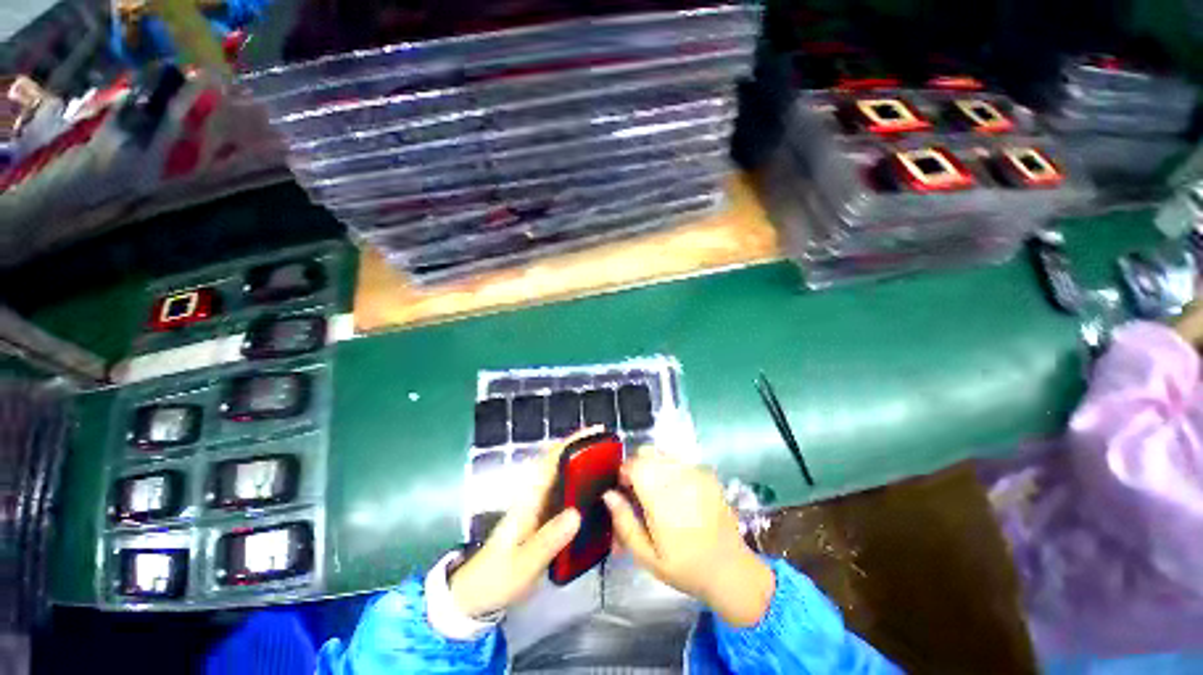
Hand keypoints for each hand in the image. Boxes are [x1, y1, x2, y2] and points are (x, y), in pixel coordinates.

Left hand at [448, 428, 600, 617]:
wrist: (477, 595)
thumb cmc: (497, 577)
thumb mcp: (523, 564)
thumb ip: (548, 541)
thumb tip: (577, 513)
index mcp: (529, 499)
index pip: (551, 460)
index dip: (573, 442)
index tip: (596, 433)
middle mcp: (535, 496)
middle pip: (560, 462)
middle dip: (583, 449)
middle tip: (611, 447)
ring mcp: (539, 506)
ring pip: (563, 476)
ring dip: (584, 464)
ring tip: (610, 464)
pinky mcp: (543, 518)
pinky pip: (565, 493)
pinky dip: (581, 485)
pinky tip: (597, 493)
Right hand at [603, 448, 774, 626]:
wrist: (730, 569)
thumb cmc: (684, 566)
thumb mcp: (646, 556)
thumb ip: (624, 522)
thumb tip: (608, 494)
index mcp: (661, 498)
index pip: (634, 464)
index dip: (624, 472)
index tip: (624, 488)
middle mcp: (678, 478)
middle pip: (647, 452)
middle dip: (637, 465)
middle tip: (639, 489)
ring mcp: (696, 473)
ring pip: (663, 453)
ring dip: (653, 464)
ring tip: (658, 489)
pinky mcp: (708, 474)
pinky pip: (681, 460)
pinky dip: (672, 468)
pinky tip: (678, 490)